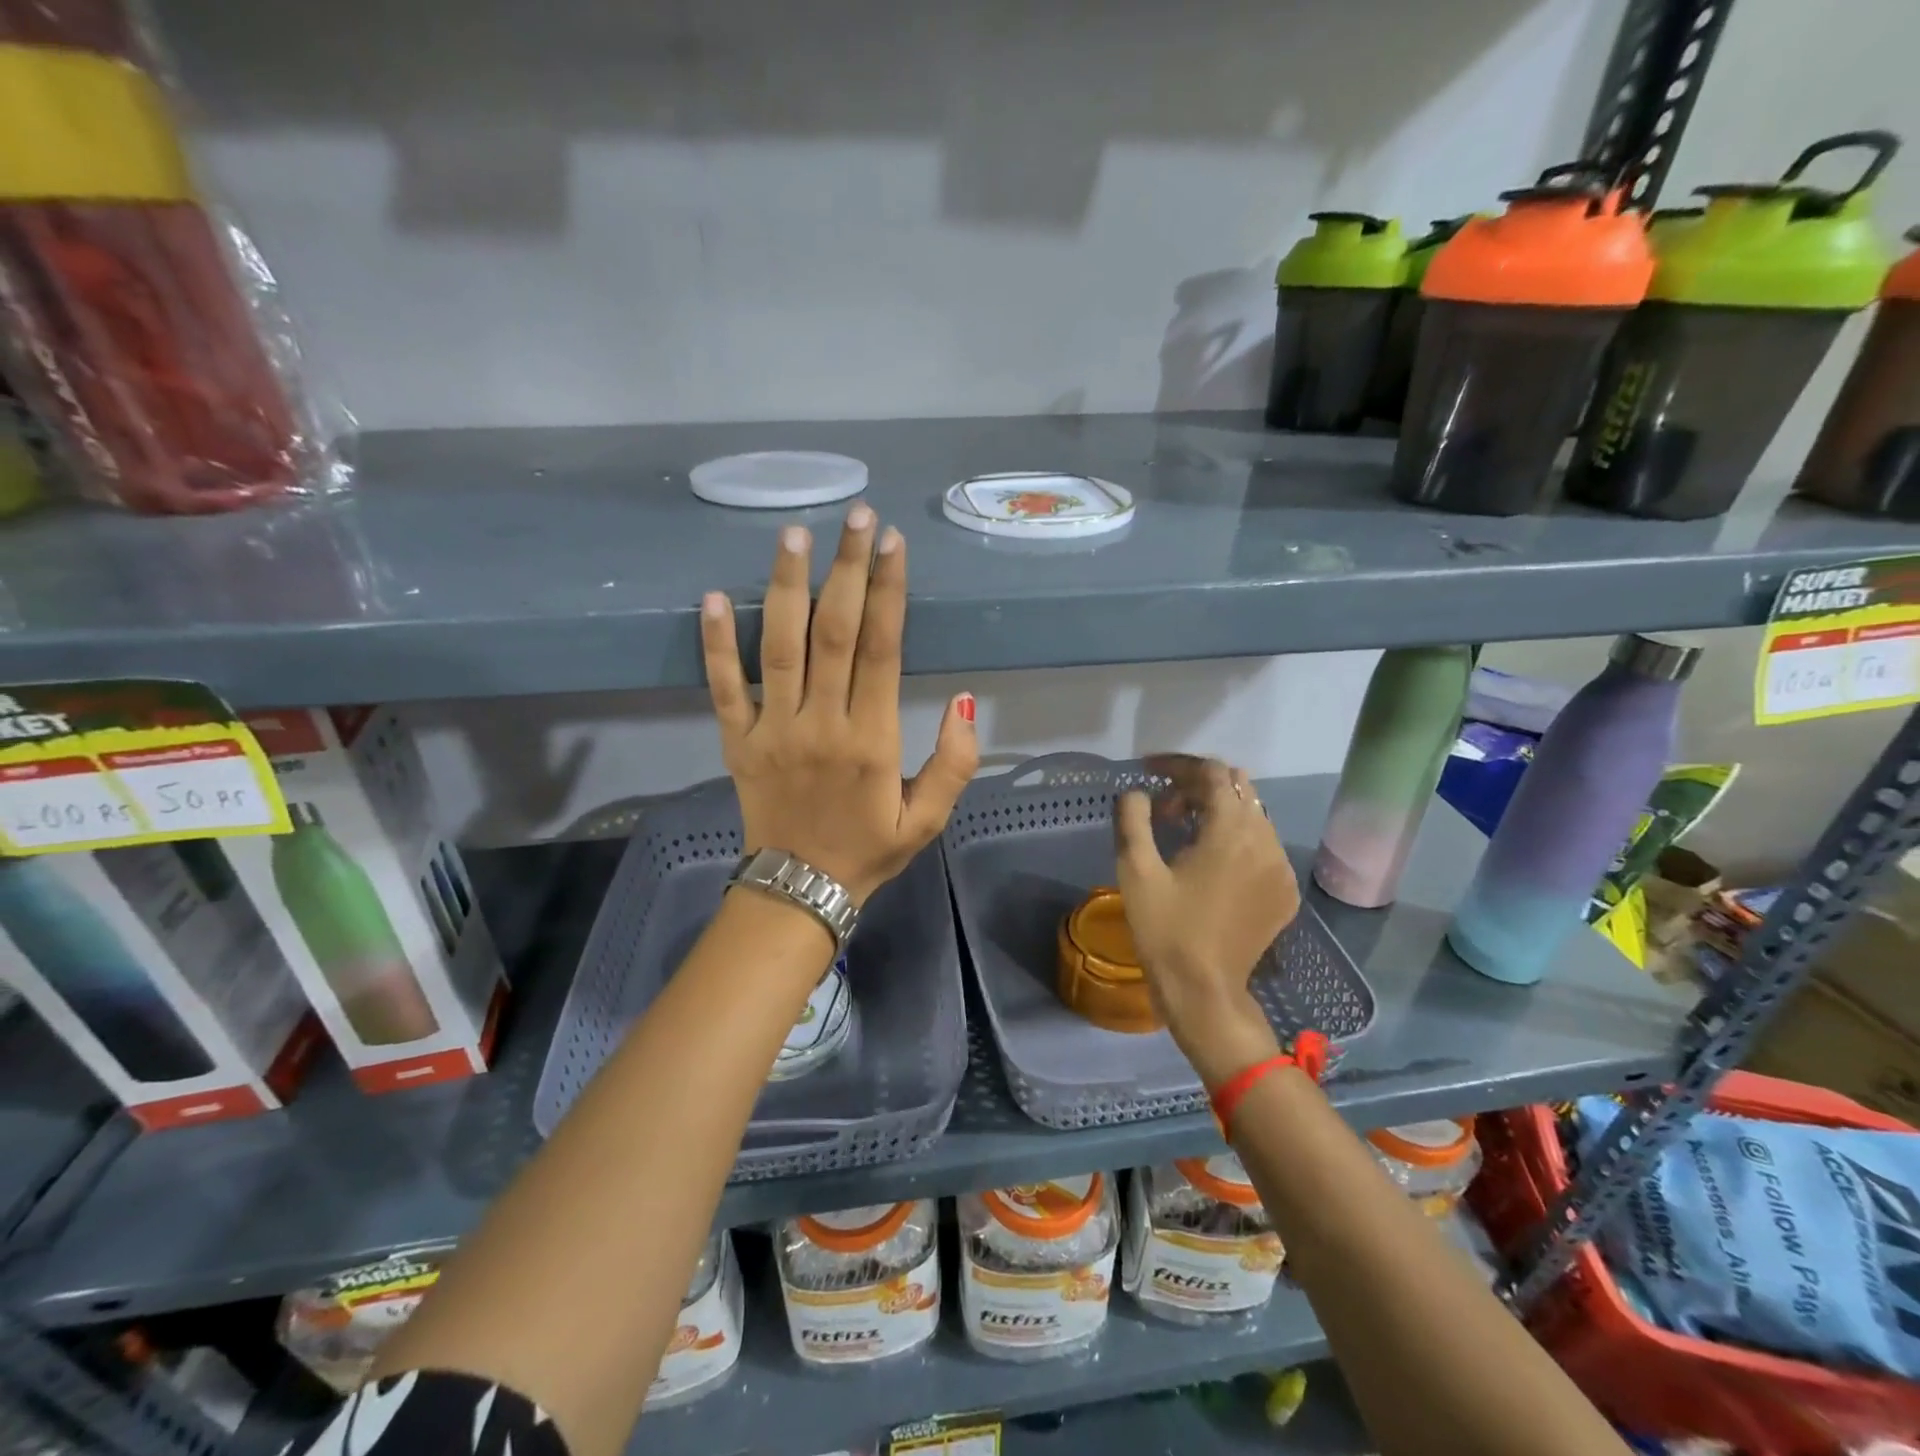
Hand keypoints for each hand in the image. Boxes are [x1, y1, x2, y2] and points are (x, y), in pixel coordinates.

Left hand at [701, 505, 978, 903]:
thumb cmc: (869, 850)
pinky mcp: (737, 741)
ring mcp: (773, 729)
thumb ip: (954, 763)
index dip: (888, 592)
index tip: (892, 542)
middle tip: (856, 516)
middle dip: (847, 569)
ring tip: (794, 535)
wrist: (800, 890)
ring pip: (779, 647)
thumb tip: (965, 700)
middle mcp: (822, 724)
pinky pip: (723, 687)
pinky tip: (714, 597)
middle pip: (834, 632)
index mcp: (872, 739)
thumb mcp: (929, 820)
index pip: (881, 649)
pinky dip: (716, 643)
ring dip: (786, 587)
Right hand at [1114, 755, 1300, 1087]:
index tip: (1150, 772)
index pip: (1212, 773)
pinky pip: (1264, 844)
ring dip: (1218, 810)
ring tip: (1183, 832)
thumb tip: (1138, 792)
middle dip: (1199, 785)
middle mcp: (1266, 840)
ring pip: (1254, 814)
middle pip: (1239, 787)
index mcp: (1230, 831)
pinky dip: (1237, 837)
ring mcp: (1281, 867)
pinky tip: (1210, 861)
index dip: (1179, 765)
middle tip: (1164, 807)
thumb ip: (1133, 819)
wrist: (1205, 992)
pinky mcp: (1284, 891)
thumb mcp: (1136, 872)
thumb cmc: (1165, 930)